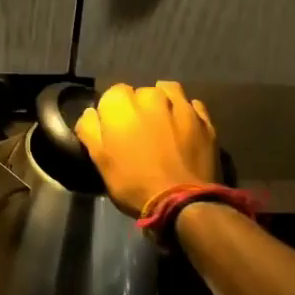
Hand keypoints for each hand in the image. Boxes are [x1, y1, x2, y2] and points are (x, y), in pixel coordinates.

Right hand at [73, 81, 217, 215]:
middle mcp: (151, 95)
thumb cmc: (133, 183)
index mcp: (121, 103)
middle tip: (138, 134)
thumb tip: (91, 112)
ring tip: (162, 126)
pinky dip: (185, 113)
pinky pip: (191, 105)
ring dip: (162, 103)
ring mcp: (181, 105)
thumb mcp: (99, 160)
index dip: (112, 113)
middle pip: (140, 93)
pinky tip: (183, 129)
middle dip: (138, 108)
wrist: (182, 202)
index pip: (112, 95)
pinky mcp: (204, 119)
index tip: (114, 132)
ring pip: (167, 92)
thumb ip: (90, 129)